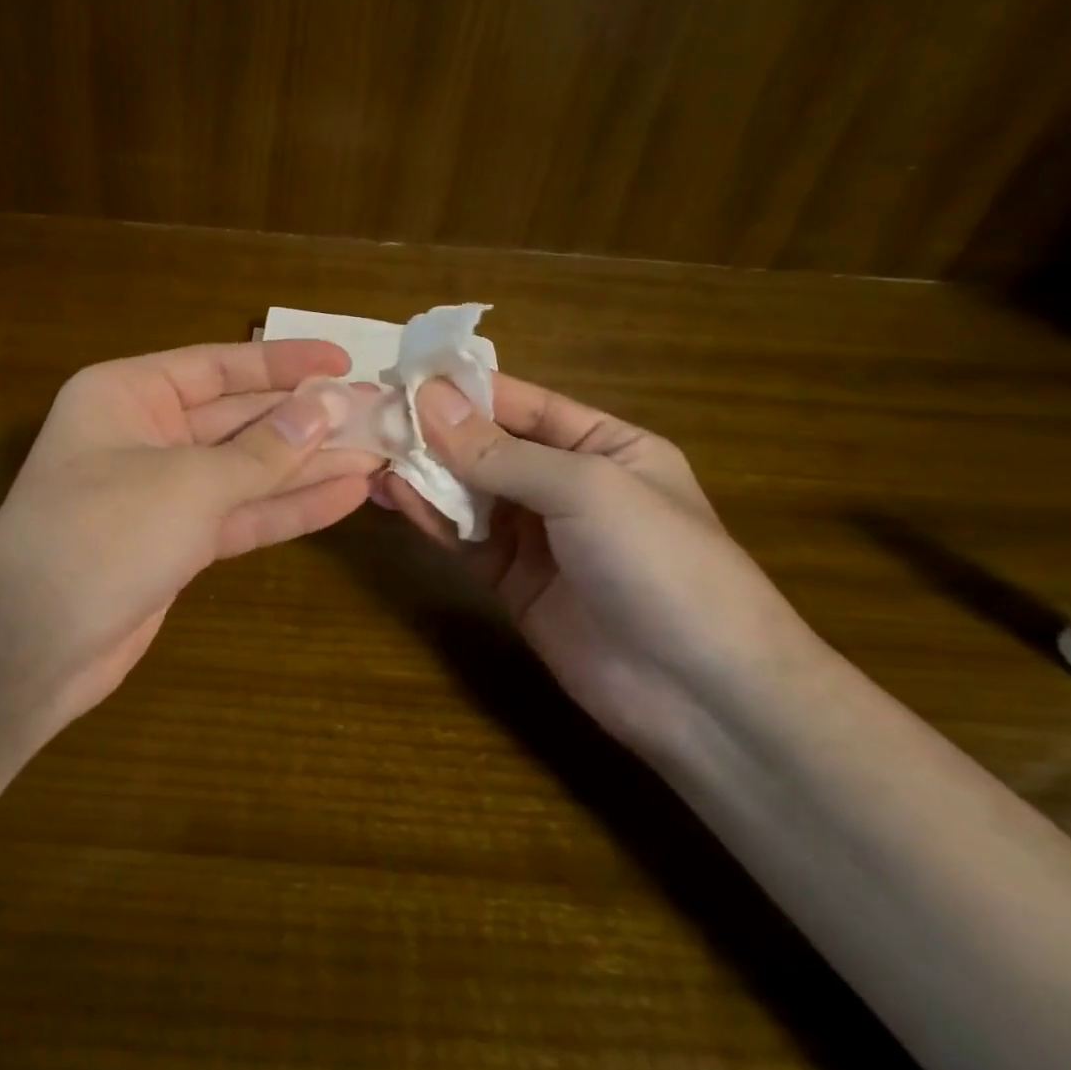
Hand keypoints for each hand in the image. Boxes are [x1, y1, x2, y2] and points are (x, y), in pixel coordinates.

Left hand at [0, 341, 380, 723]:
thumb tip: (330, 405)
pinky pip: (241, 513)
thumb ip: (264, 449)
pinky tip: (347, 494)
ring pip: (247, 469)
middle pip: (239, 418)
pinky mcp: (177, 543)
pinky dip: (289, 506)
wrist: (31, 646)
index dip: (284, 363)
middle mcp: (144, 434)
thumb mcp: (190, 482)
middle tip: (379, 412)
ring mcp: (162, 492)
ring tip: (379, 452)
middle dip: (306, 418)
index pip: (218, 366)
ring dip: (309, 464)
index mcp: (128, 394)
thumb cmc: (101, 535)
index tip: (344, 360)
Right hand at [380, 374, 817, 756]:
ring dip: (424, 473)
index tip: (404, 374)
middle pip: (489, 447)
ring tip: (371, 450)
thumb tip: (427, 400)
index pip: (524, 404)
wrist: (700, 695)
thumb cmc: (659, 563)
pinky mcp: (511, 581)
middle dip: (435, 432)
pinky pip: (463, 538)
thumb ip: (500, 451)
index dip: (465, 389)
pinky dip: (430, 516)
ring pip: (469, 492)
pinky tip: (393, 494)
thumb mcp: (585, 489)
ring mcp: (538, 536)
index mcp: (605, 446)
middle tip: (372, 413)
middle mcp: (567, 484)